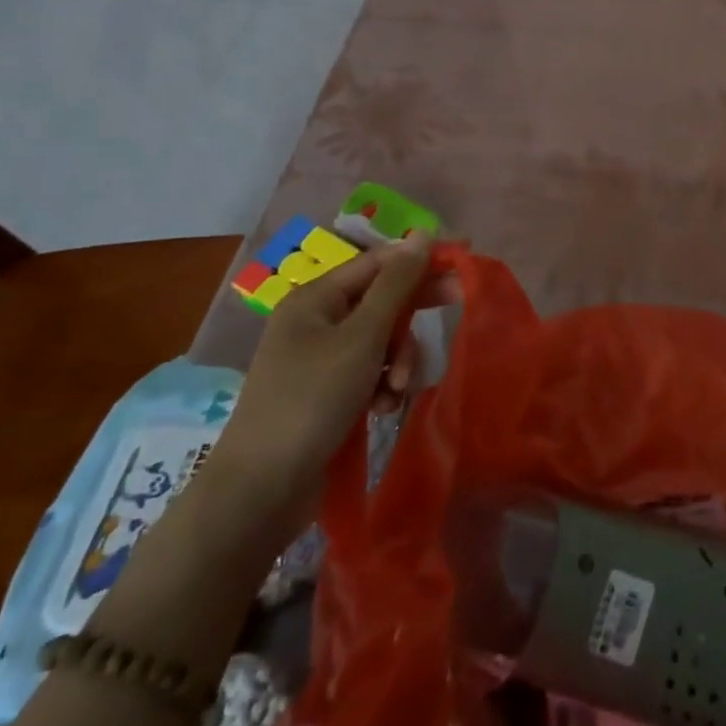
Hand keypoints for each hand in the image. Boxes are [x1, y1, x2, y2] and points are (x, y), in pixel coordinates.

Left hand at [209, 235, 456, 543]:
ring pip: (382, 339)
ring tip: (398, 390)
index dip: (422, 257)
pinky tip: (382, 408)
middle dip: (413, 314)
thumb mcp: (363, 338)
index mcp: (316, 298)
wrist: (261, 491)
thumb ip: (397, 285)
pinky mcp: (327, 392)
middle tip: (458, 303)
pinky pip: (371, 371)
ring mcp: (320, 358)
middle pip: (382, 300)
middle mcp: (316, 321)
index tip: (465, 256)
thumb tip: (422, 235)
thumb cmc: (312, 400)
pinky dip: (384, 385)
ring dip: (399, 360)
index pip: (380, 262)